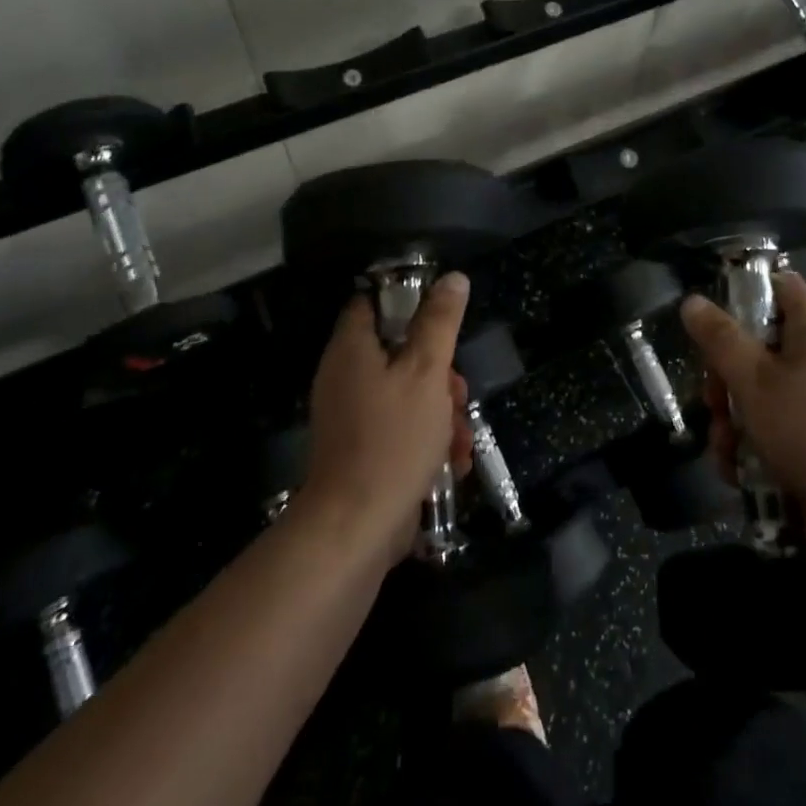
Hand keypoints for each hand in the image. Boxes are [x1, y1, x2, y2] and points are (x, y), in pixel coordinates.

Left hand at [296, 271, 474, 549]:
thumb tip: (453, 278)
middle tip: (458, 395)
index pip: (374, 304)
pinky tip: (451, 463)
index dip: (409, 304)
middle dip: (440, 374)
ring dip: (441, 412)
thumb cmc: (393, 439)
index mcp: (352, 349)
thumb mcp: (427, 372)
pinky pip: (400, 428)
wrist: (356, 527)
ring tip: (461, 439)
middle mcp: (345, 376)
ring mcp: (352, 416)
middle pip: (400, 353)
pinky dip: (427, 440)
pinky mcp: (362, 449)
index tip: (442, 323)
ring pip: (407, 394)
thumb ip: (440, 322)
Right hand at [680, 271, 805, 524]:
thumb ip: (720, 339)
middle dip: (725, 378)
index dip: (750, 289)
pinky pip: (775, 430)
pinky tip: (737, 472)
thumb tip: (692, 301)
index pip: (784, 287)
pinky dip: (752, 447)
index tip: (715, 312)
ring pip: (760, 395)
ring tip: (724, 450)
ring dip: (732, 421)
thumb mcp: (753, 379)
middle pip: (759, 349)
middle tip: (714, 402)